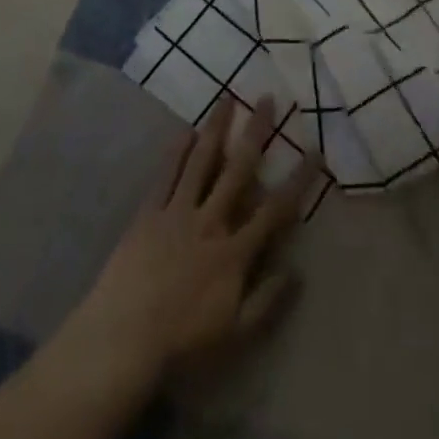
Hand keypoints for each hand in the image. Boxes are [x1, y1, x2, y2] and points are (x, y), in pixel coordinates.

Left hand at [63, 96, 317, 386]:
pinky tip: (186, 130)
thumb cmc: (183, 341)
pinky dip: (177, 151)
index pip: (275, 209)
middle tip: (267, 99)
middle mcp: (210, 221)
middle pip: (238, 169)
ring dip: (216, 127)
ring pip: (202, 160)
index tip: (314, 151)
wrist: (124, 337)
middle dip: (256, 132)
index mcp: (234, 251)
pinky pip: (166, 175)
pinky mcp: (149, 212)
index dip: (298, 180)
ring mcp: (177, 211)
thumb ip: (267, 300)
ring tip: (227, 97)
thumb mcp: (235, 333)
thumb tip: (297, 271)